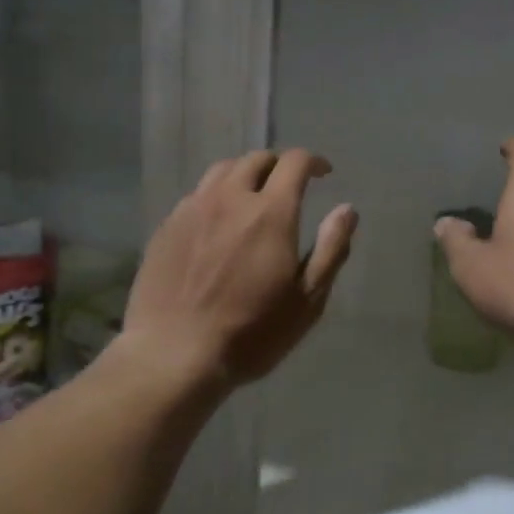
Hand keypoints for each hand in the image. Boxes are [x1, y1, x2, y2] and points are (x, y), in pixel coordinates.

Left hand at [122, 149, 356, 386]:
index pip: (294, 163)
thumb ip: (330, 249)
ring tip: (252, 195)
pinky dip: (215, 196)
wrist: (173, 354)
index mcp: (270, 212)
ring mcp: (192, 209)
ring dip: (244, 174)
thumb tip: (347, 209)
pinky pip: (196, 195)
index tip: (323, 173)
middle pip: (256, 159)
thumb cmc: (251, 333)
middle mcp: (229, 198)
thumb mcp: (307, 300)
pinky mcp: (166, 227)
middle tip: (288, 185)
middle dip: (278, 165)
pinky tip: (217, 222)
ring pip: (221, 171)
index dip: (313, 161)